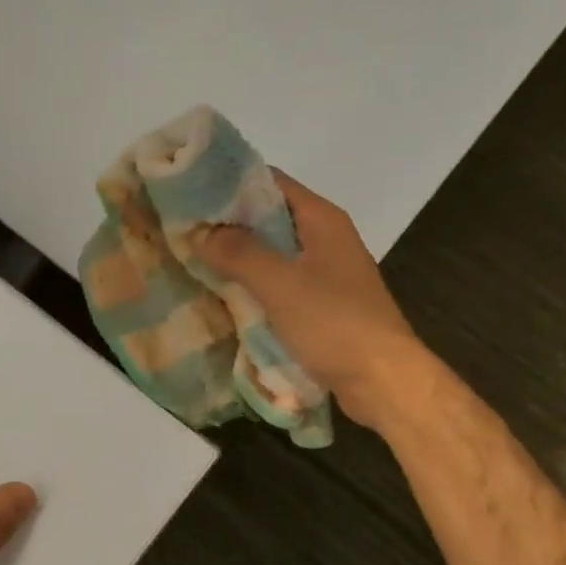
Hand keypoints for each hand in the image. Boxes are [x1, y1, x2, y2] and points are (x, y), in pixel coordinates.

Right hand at [196, 172, 428, 429]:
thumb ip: (239, 253)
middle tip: (183, 233)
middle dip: (228, 227)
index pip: (270, 183)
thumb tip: (200, 232)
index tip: (189, 194)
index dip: (230, 184)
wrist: (383, 381)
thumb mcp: (281, 284)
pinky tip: (224, 300)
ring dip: (239, 261)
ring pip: (273, 257)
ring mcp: (326, 275)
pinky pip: (280, 288)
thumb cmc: (334, 324)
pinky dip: (254, 290)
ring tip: (193, 264)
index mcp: (322, 220)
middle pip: (269, 220)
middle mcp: (325, 240)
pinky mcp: (322, 308)